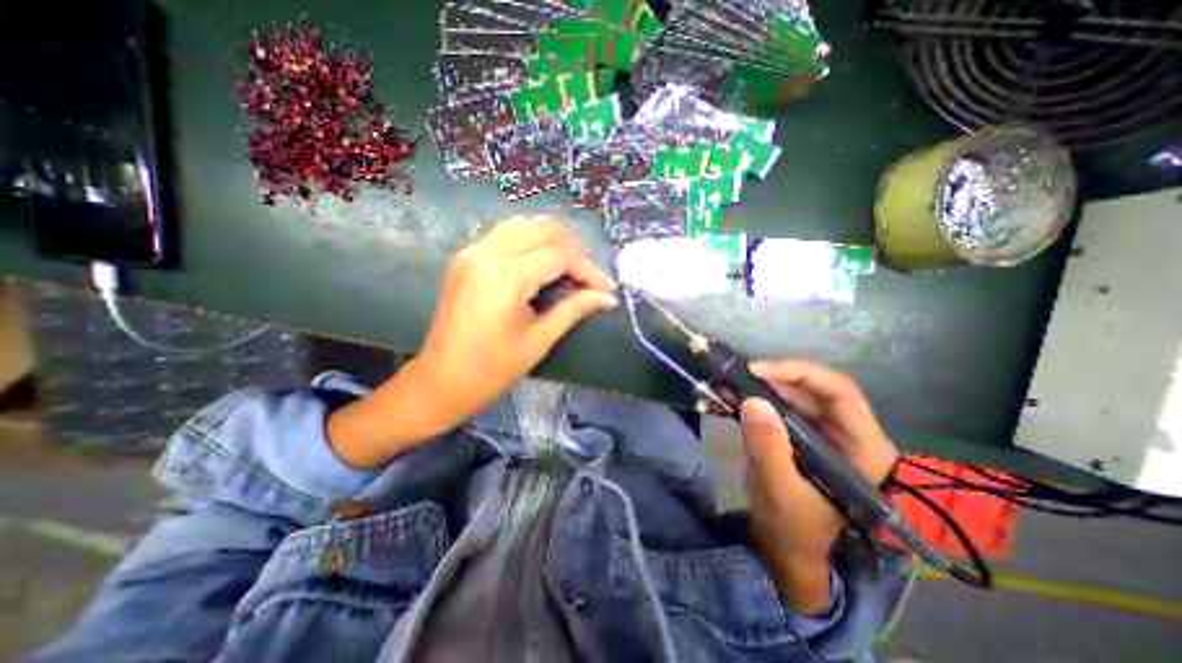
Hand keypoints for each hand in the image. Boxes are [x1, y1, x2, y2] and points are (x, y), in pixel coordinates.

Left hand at [414, 215, 619, 425]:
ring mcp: (473, 250)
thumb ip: (574, 309)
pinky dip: (533, 239)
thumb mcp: (539, 340)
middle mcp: (486, 253)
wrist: (442, 380)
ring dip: (556, 241)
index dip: (589, 269)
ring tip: (572, 268)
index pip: (560, 255)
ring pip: (526, 224)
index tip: (607, 288)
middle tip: (590, 279)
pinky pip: (508, 232)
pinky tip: (544, 261)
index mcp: (505, 277)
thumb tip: (608, 298)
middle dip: (576, 251)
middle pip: (545, 230)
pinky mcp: (467, 256)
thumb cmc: (492, 369)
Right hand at [736, 360, 895, 612]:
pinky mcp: (798, 433)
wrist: (785, 549)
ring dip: (761, 386)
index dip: (801, 372)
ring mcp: (820, 431)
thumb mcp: (780, 491)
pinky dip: (754, 399)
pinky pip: (778, 406)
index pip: (840, 392)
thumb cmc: (793, 529)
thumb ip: (769, 448)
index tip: (759, 370)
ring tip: (729, 384)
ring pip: (793, 394)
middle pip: (814, 388)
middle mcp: (845, 432)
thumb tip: (751, 401)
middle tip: (738, 375)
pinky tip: (730, 398)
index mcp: (862, 447)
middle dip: (774, 377)